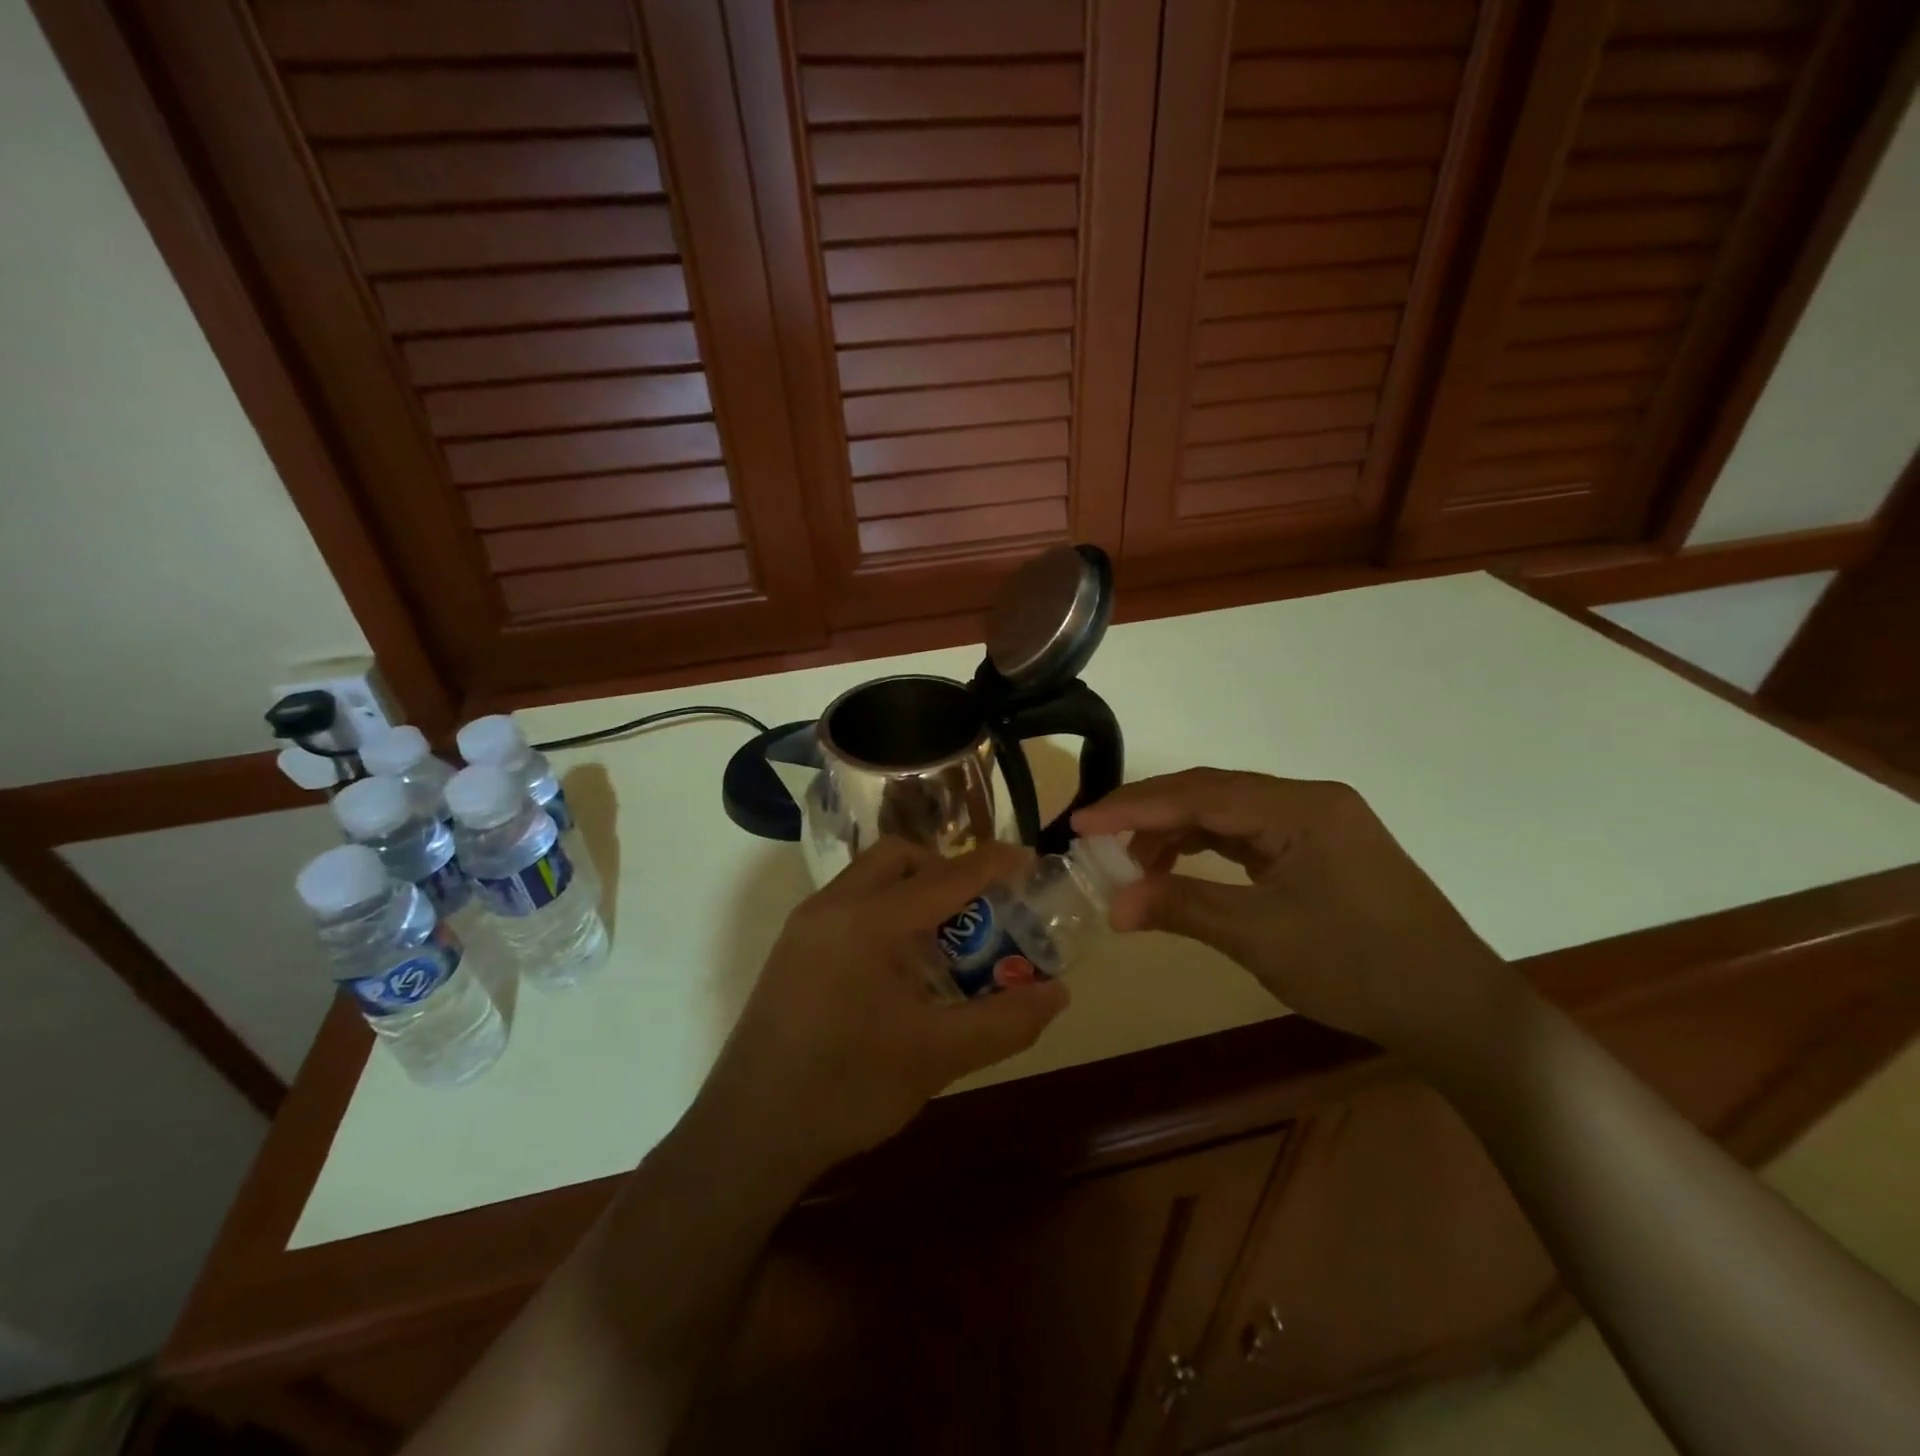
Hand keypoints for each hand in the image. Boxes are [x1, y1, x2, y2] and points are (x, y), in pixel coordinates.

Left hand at [693, 838, 1068, 1177]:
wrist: (748, 1133)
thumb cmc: (846, 1088)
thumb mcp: (937, 1057)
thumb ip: (1004, 1021)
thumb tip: (1057, 993)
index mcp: (869, 921)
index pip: (945, 876)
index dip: (992, 864)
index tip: (1028, 860)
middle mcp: (832, 907)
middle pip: (899, 857)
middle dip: (944, 869)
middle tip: (978, 908)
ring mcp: (805, 926)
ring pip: (869, 879)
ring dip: (912, 892)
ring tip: (943, 941)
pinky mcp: (792, 950)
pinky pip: (848, 906)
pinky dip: (884, 913)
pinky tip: (899, 968)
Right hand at [1073, 769, 1513, 1058]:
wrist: (1456, 1010)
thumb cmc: (1360, 969)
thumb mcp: (1260, 938)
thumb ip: (1182, 908)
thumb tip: (1112, 906)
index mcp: (1301, 808)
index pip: (1200, 795)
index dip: (1134, 808)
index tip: (1081, 824)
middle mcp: (1308, 800)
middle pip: (1211, 792)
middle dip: (1150, 814)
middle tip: (1096, 838)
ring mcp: (1317, 822)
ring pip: (1227, 811)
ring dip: (1176, 831)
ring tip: (1134, 864)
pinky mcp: (1319, 846)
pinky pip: (1248, 832)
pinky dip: (1207, 846)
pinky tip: (1179, 865)